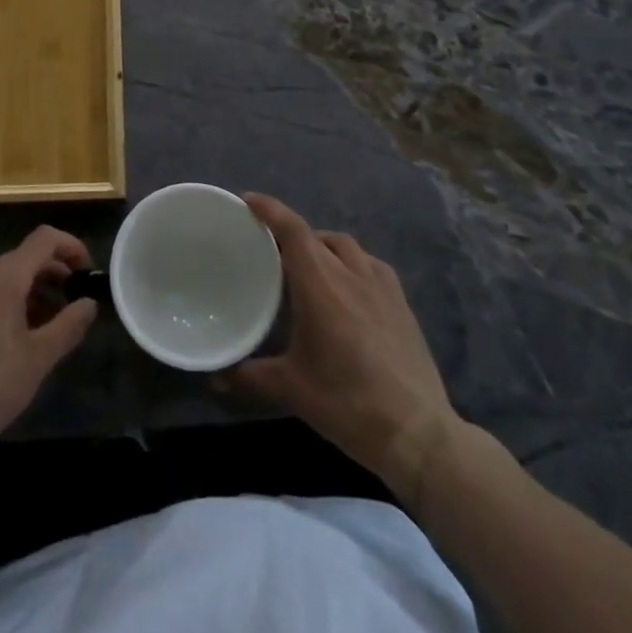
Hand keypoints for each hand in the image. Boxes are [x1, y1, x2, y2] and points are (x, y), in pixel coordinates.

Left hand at [0, 226, 97, 460]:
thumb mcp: (38, 358)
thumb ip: (68, 326)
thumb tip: (89, 303)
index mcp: (4, 277)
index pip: (45, 238)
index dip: (72, 247)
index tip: (88, 273)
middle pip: (25, 257)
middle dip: (55, 273)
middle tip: (74, 303)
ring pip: (6, 278)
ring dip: (34, 292)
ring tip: (50, 326)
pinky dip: (12, 304)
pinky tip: (18, 341)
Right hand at [227, 194, 463, 495]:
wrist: (416, 431)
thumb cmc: (348, 403)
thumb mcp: (292, 390)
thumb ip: (250, 377)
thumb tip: (215, 377)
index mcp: (320, 284)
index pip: (292, 230)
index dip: (270, 210)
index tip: (248, 201)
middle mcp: (350, 273)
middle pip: (316, 236)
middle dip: (292, 234)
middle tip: (272, 250)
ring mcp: (381, 285)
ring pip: (346, 246)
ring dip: (323, 246)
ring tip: (310, 266)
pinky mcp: (401, 302)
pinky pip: (371, 264)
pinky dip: (352, 262)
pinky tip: (350, 285)